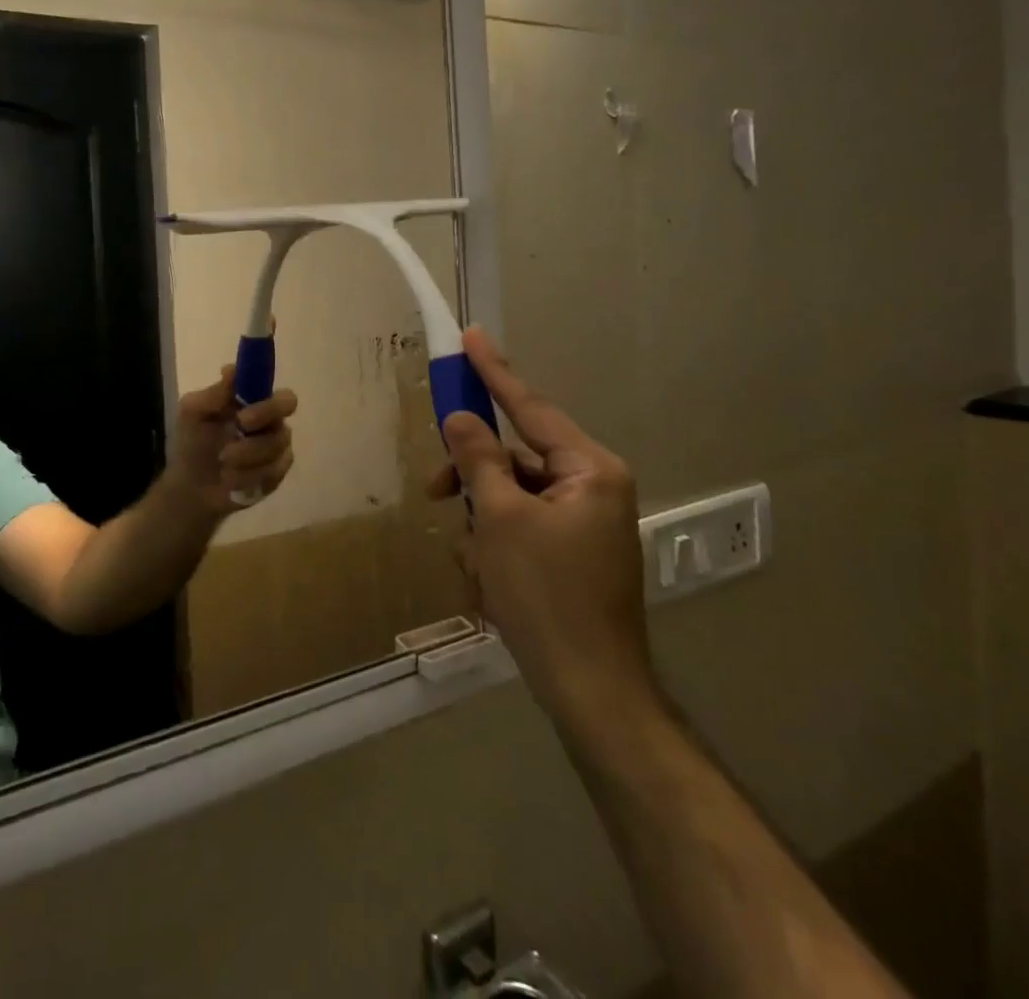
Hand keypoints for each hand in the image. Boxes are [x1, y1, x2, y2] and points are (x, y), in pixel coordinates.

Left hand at [163, 366, 297, 520]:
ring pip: (276, 445)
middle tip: (236, 435)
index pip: (279, 392)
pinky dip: (248, 477)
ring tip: (223, 463)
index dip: (268, 400)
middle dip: (262, 420)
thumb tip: (230, 369)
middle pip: (286, 413)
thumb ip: (213, 393)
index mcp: (255, 401)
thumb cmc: (192, 442)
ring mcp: (278, 449)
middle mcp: (272, 421)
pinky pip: (273, 472)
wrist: (190, 486)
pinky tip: (231, 480)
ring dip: (246, 455)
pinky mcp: (276, 475)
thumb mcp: (192, 413)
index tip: (242, 415)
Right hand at [433, 327, 660, 745]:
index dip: (495, 372)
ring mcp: (584, 523)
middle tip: (435, 489)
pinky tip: (487, 582)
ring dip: (482, 521)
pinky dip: (497, 545)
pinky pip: (522, 528)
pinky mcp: (572, 553)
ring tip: (474, 565)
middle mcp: (592, 487)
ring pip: (512, 496)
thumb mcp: (500, 519)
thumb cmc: (545, 596)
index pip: (531, 407)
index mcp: (589, 470)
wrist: (590, 691)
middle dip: (474, 478)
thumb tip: (460, 418)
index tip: (472, 337)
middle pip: (515, 458)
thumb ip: (479, 460)